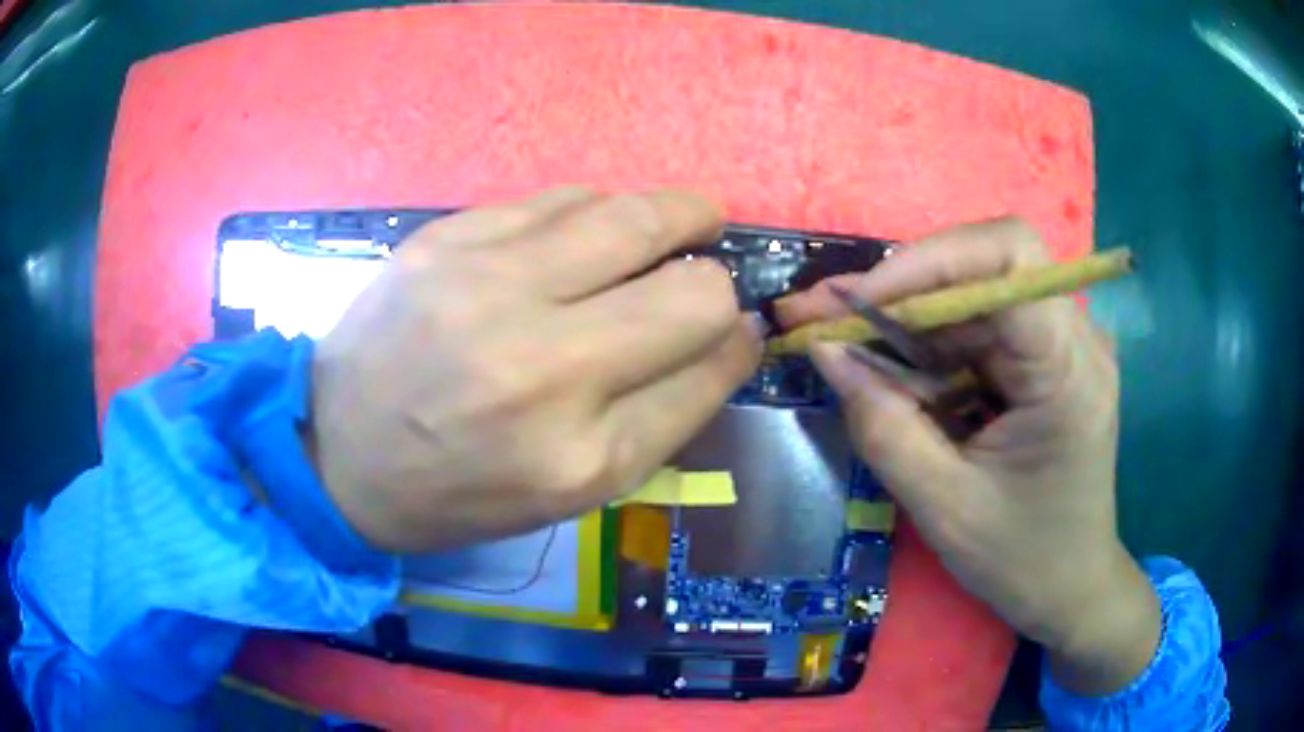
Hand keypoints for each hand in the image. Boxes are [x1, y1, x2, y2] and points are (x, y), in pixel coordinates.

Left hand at [309, 188, 762, 552]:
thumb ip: (667, 412)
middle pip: (694, 287)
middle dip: (716, 275)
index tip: (732, 330)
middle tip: (707, 263)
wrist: (335, 451)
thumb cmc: (459, 489)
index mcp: (580, 455)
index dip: (736, 340)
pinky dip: (596, 211)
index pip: (710, 366)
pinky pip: (561, 196)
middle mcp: (541, 367)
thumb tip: (732, 334)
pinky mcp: (445, 238)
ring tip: (665, 232)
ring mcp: (486, 288)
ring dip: (670, 220)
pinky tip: (587, 233)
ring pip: (632, 216)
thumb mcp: (573, 489)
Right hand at [785, 218, 1158, 695]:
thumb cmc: (1019, 559)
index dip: (928, 262)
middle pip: (989, 263)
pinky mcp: (1049, 361)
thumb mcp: (942, 505)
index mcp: (1069, 371)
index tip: (858, 302)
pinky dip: (934, 341)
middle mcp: (1077, 339)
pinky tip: (901, 372)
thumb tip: (825, 348)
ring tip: (852, 344)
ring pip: (978, 291)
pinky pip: (983, 326)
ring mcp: (1065, 346)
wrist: (1071, 589)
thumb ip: (882, 423)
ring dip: (913, 313)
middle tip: (838, 315)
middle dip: (908, 283)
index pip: (1009, 258)